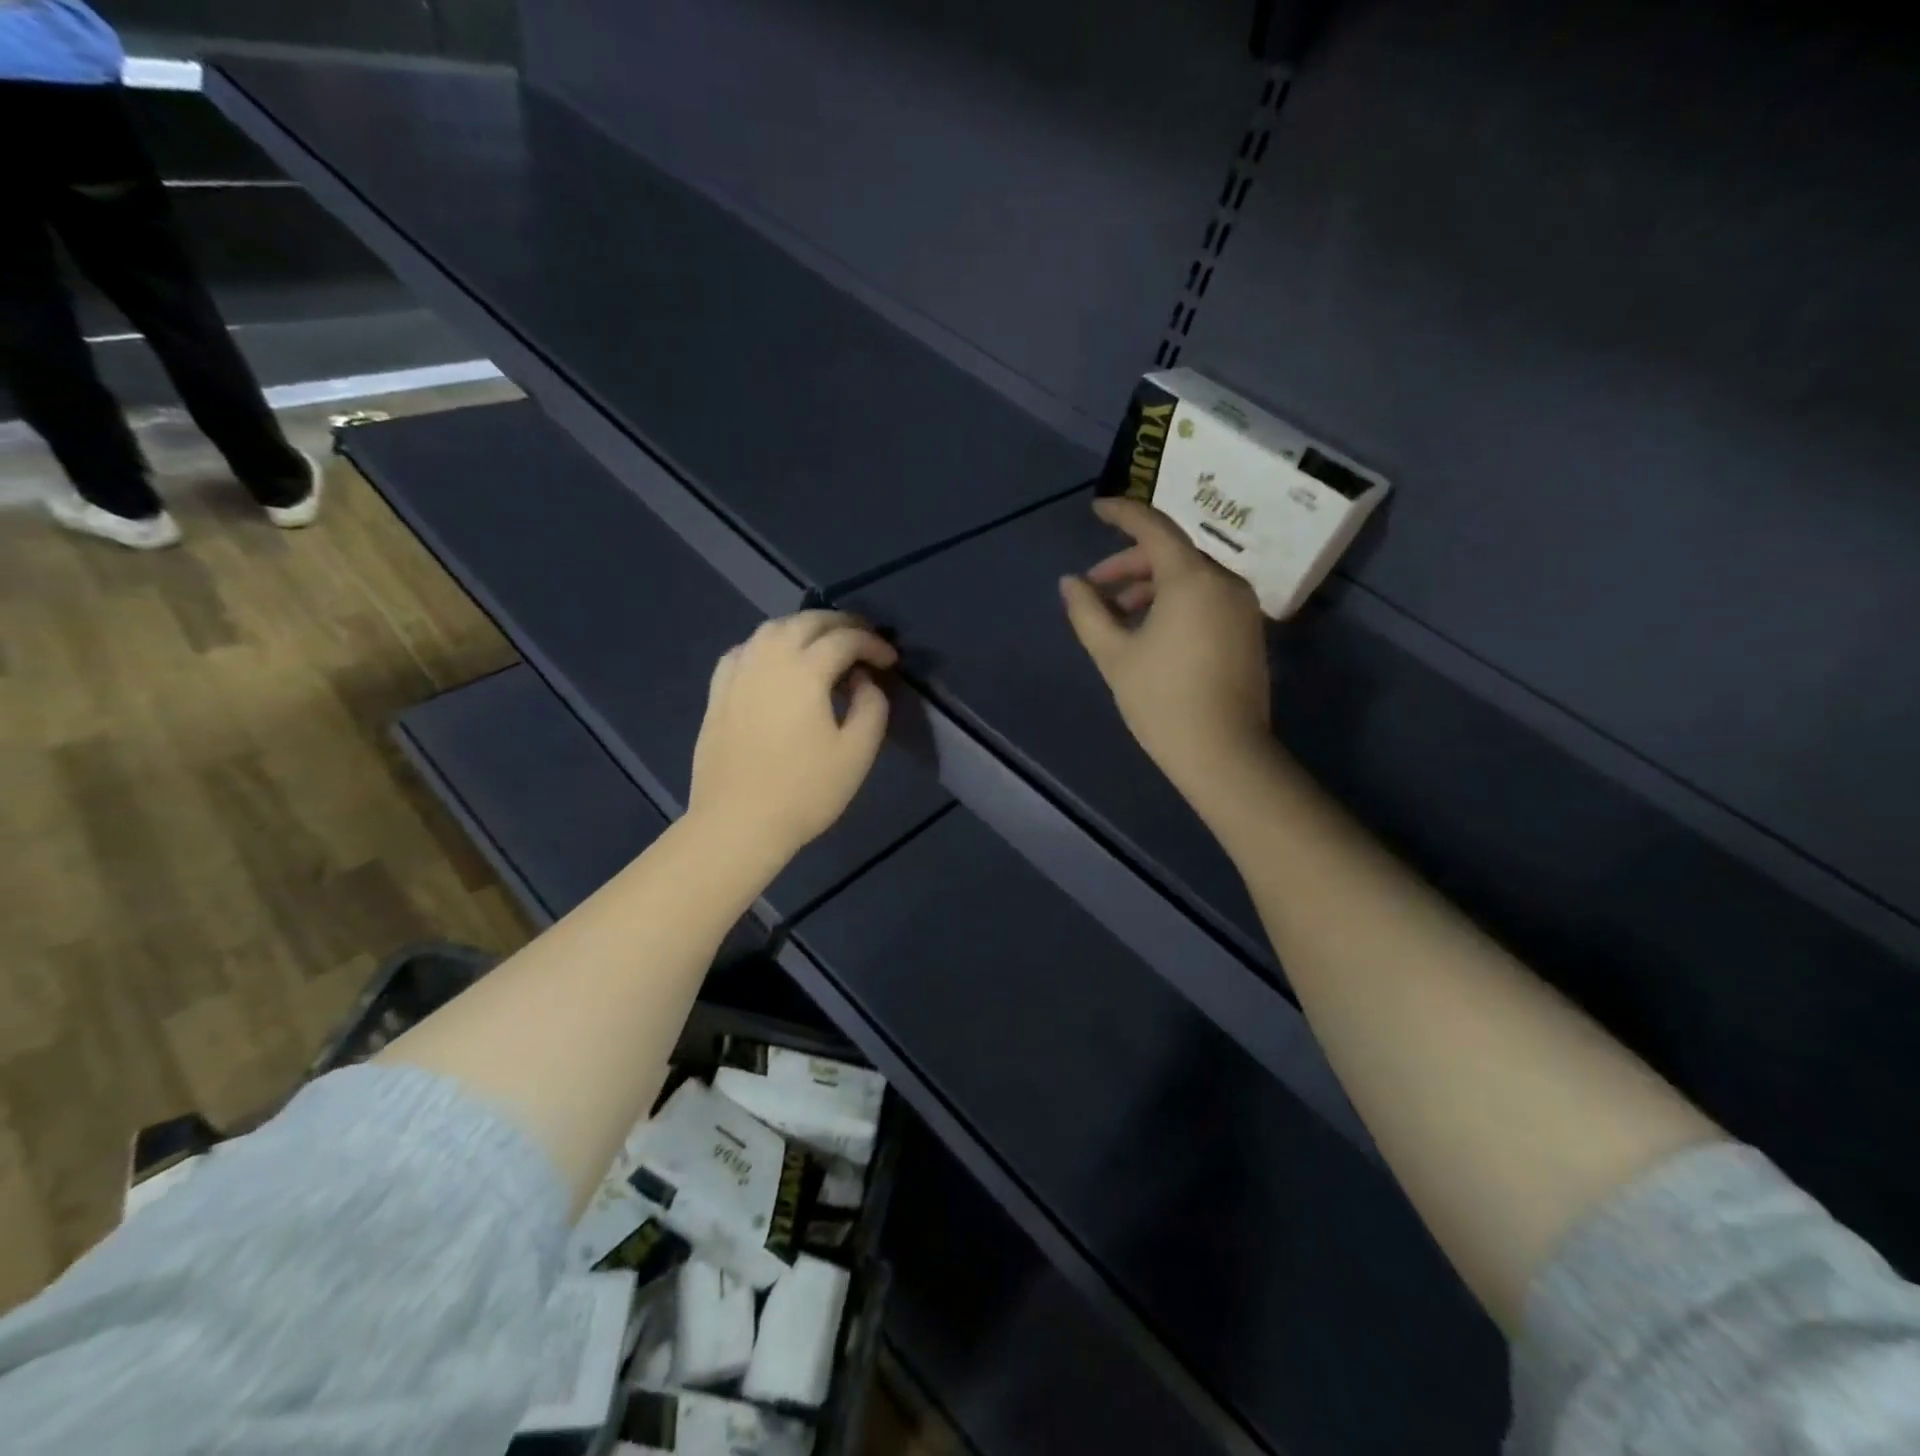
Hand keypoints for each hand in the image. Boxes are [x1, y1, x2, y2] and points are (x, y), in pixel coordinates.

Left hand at [689, 611, 897, 862]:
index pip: (844, 639)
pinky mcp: (718, 694)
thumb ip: (871, 706)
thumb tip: (864, 679)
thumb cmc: (804, 791)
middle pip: (806, 622)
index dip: (873, 644)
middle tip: (863, 640)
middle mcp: (768, 660)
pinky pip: (744, 651)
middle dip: (840, 624)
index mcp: (804, 671)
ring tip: (823, 645)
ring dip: (803, 628)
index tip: (891, 661)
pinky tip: (776, 663)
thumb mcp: (857, 753)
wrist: (738, 823)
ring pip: (771, 630)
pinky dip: (767, 646)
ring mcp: (737, 675)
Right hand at [1060, 497, 1272, 807]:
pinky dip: (1173, 601)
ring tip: (1116, 616)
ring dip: (1150, 586)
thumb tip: (1070, 583)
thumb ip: (1088, 612)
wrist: (1224, 753)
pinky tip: (1148, 630)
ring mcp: (1241, 606)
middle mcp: (1224, 580)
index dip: (1122, 513)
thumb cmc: (1161, 700)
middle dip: (1129, 565)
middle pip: (1171, 553)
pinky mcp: (1247, 629)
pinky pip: (1205, 598)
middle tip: (1094, 589)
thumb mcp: (1114, 654)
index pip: (1153, 527)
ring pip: (1189, 577)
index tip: (1096, 509)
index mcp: (1191, 578)